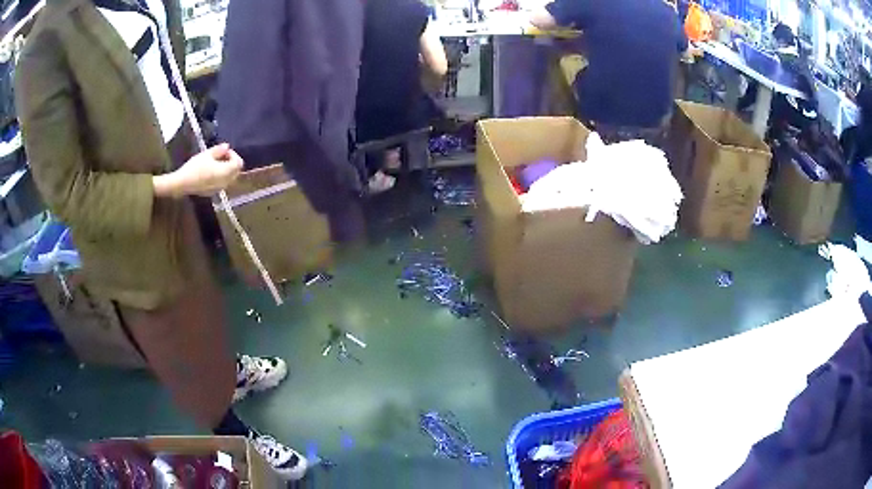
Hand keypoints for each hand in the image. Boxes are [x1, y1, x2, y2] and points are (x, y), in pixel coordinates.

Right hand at [154, 144, 243, 196]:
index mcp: (226, 172)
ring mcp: (220, 189)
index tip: (224, 151)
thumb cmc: (195, 167)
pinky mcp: (213, 192)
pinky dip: (222, 176)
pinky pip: (223, 183)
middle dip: (231, 162)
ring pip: (230, 178)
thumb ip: (219, 150)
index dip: (234, 155)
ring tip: (215, 163)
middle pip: (236, 171)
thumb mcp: (206, 154)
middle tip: (221, 156)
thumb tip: (227, 146)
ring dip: (227, 169)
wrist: (182, 183)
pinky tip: (211, 172)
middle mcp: (226, 182)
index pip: (238, 163)